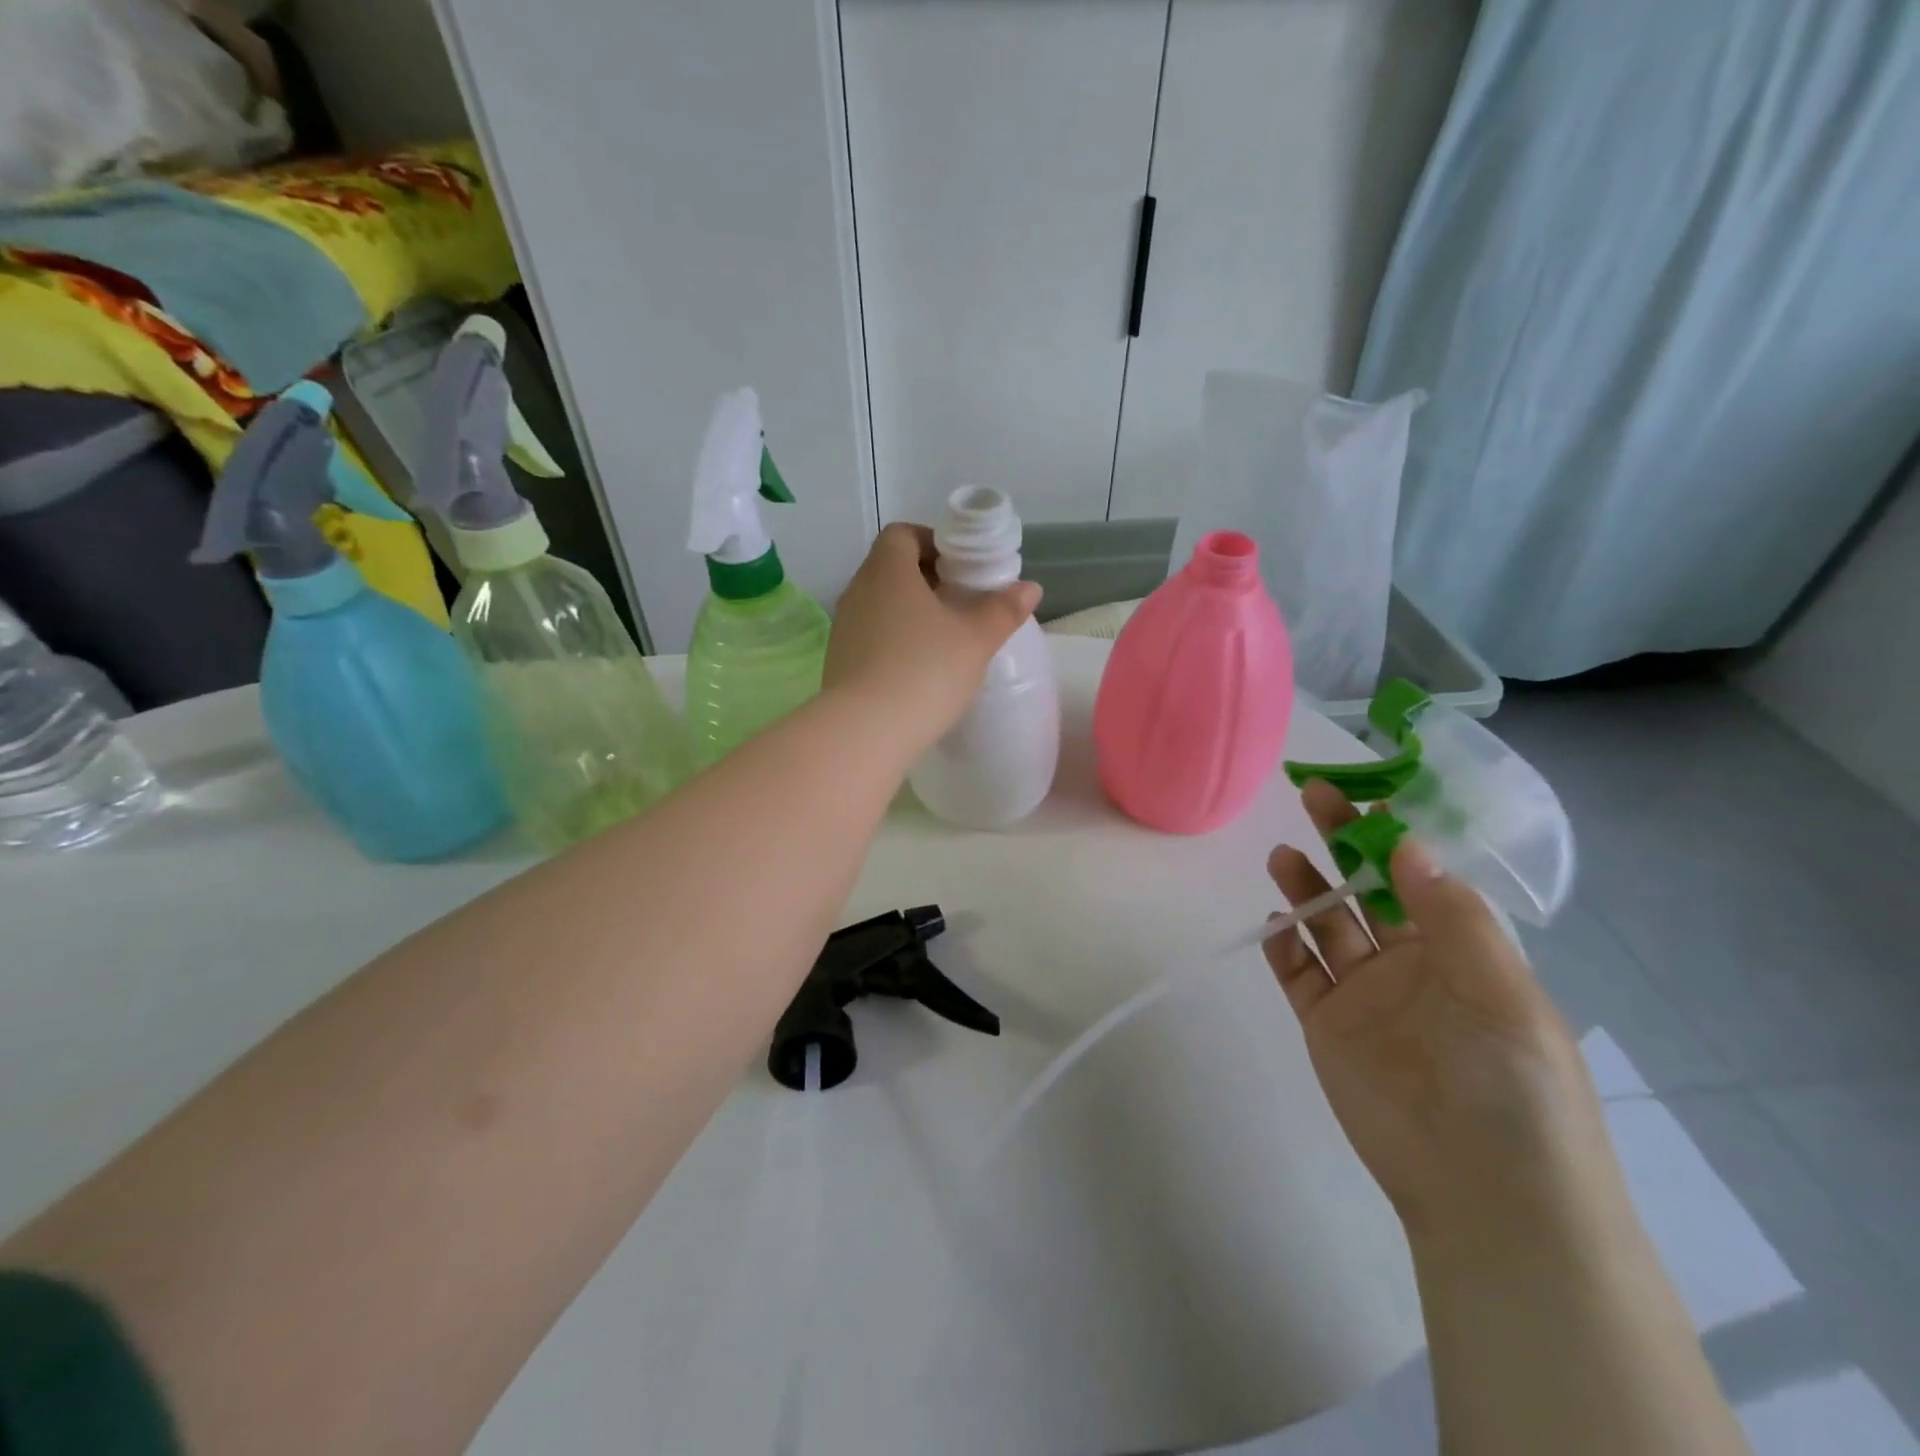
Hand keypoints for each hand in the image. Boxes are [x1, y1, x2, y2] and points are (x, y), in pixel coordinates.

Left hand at [825, 523, 1041, 750]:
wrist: (865, 732)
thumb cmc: (924, 671)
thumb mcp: (976, 640)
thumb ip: (1003, 610)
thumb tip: (1029, 587)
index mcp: (887, 571)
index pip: (902, 534)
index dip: (932, 542)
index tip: (960, 567)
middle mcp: (858, 591)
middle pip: (890, 568)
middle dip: (926, 579)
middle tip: (960, 602)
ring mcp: (843, 628)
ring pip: (879, 604)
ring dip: (909, 612)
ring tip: (943, 638)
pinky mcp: (839, 661)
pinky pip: (870, 636)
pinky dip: (893, 640)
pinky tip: (918, 669)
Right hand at [1266, 782, 1614, 1243]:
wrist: (1485, 1194)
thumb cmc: (1514, 1086)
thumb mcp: (1502, 993)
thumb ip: (1452, 917)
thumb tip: (1407, 844)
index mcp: (1463, 951)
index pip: (1422, 876)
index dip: (1396, 834)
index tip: (1368, 792)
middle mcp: (1411, 964)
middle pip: (1367, 890)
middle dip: (1341, 843)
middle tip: (1312, 794)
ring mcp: (1364, 995)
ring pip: (1327, 926)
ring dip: (1307, 888)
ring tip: (1281, 855)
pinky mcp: (1327, 1026)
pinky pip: (1298, 974)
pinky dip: (1283, 945)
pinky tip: (1274, 921)